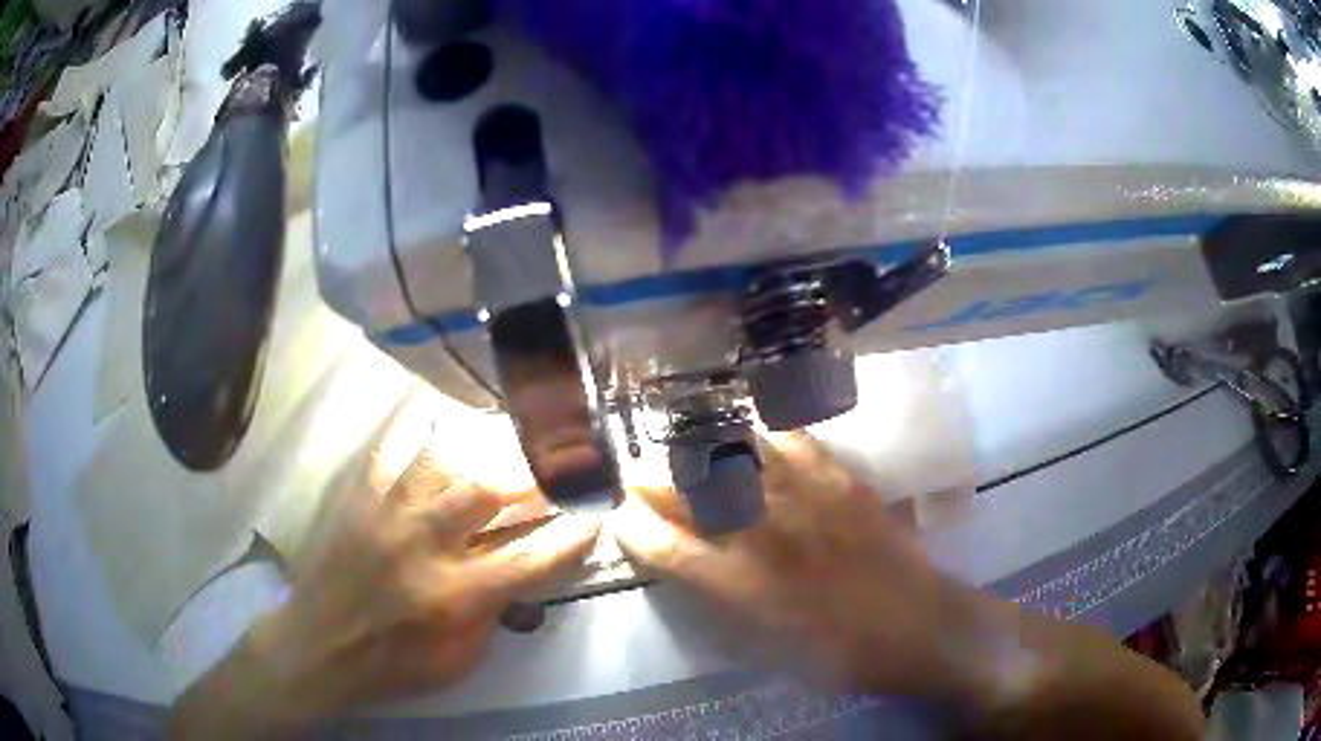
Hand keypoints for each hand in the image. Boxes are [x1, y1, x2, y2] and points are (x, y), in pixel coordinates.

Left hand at [171, 422, 599, 738]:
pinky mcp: (359, 500)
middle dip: (533, 474)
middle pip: (488, 490)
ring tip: (508, 442)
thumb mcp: (459, 660)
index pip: (529, 558)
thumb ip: (494, 614)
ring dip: (483, 449)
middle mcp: (423, 545)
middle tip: (559, 463)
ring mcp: (386, 515)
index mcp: (454, 596)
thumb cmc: (394, 663)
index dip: (571, 536)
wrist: (319, 647)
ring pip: (442, 460)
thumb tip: (521, 573)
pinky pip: (389, 450)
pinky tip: (437, 415)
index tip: (596, 516)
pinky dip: (415, 428)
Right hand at [612, 431, 985, 699]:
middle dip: (651, 481)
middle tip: (638, 473)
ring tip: (680, 442)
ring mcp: (804, 501)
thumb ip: (725, 600)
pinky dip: (763, 433)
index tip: (621, 518)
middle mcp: (764, 536)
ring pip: (734, 459)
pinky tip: (749, 429)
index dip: (634, 529)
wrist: (918, 626)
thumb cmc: (839, 653)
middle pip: (691, 494)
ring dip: (697, 449)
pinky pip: (792, 442)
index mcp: (742, 586)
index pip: (667, 547)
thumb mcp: (769, 644)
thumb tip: (694, 563)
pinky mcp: (839, 482)